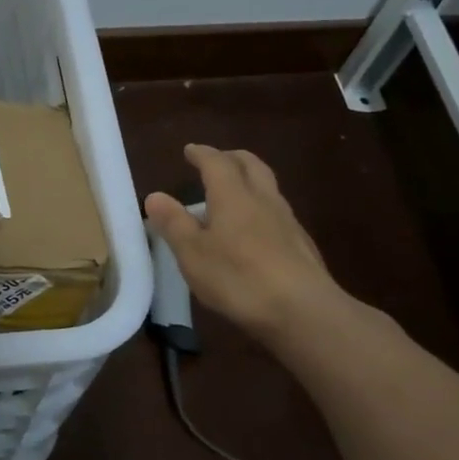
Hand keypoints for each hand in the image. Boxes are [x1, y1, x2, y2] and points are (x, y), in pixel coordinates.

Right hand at [144, 144, 345, 347]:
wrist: (303, 309)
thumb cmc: (239, 278)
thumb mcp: (193, 253)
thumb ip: (174, 223)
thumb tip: (155, 196)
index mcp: (233, 195)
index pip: (216, 162)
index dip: (201, 154)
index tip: (190, 150)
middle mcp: (263, 198)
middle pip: (250, 164)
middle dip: (231, 158)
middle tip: (215, 160)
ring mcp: (287, 220)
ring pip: (267, 186)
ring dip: (249, 179)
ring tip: (233, 191)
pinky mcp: (300, 243)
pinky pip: (277, 210)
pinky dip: (260, 206)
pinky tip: (254, 227)